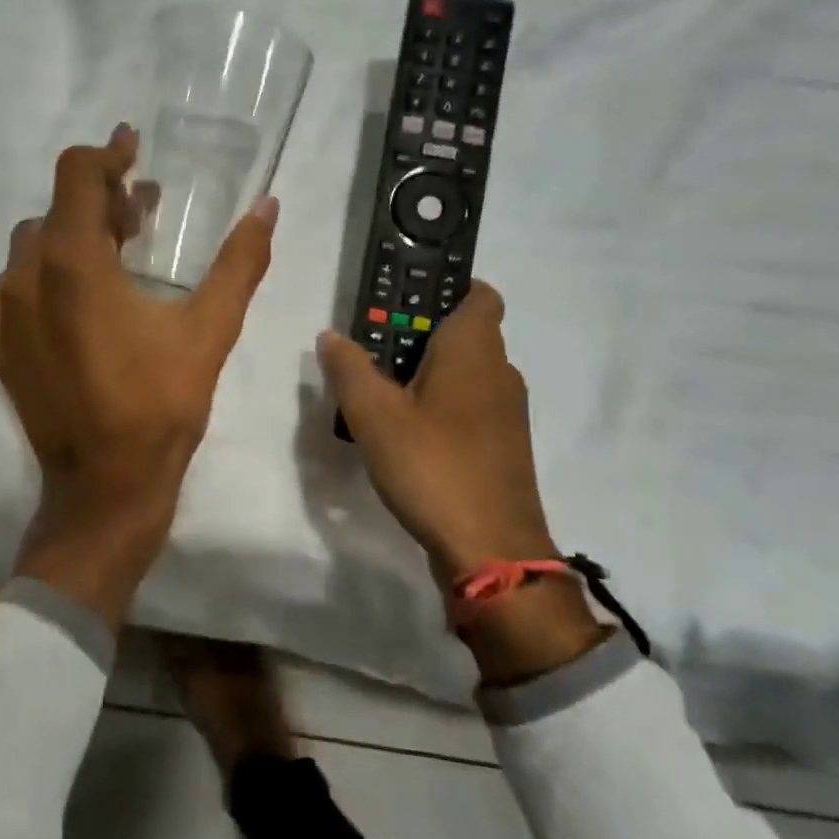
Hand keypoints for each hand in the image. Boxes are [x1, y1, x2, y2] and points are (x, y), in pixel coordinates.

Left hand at [0, 125, 276, 629]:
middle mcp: (25, 276)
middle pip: (56, 208)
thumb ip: (239, 263)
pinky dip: (43, 272)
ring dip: (71, 234)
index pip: (77, 175)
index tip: (133, 148)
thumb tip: (268, 207)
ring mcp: (2, 312)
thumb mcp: (210, 330)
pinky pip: (12, 284)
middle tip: (143, 212)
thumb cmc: (159, 406)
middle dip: (100, 199)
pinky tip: (75, 297)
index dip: (107, 153)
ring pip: (32, 244)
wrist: (104, 487)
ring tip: (115, 252)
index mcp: (73, 264)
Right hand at [318, 282, 605, 683]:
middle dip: (421, 334)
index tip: (402, 301)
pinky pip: (471, 404)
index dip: (446, 288)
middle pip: (466, 332)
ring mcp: (507, 411)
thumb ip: (349, 368)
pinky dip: (443, 404)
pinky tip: (407, 431)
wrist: (492, 550)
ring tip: (382, 391)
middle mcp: (500, 371)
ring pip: (467, 372)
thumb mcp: (374, 415)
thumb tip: (332, 336)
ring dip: (429, 372)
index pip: (479, 294)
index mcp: (474, 349)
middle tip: (372, 350)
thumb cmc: (432, 466)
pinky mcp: (504, 445)